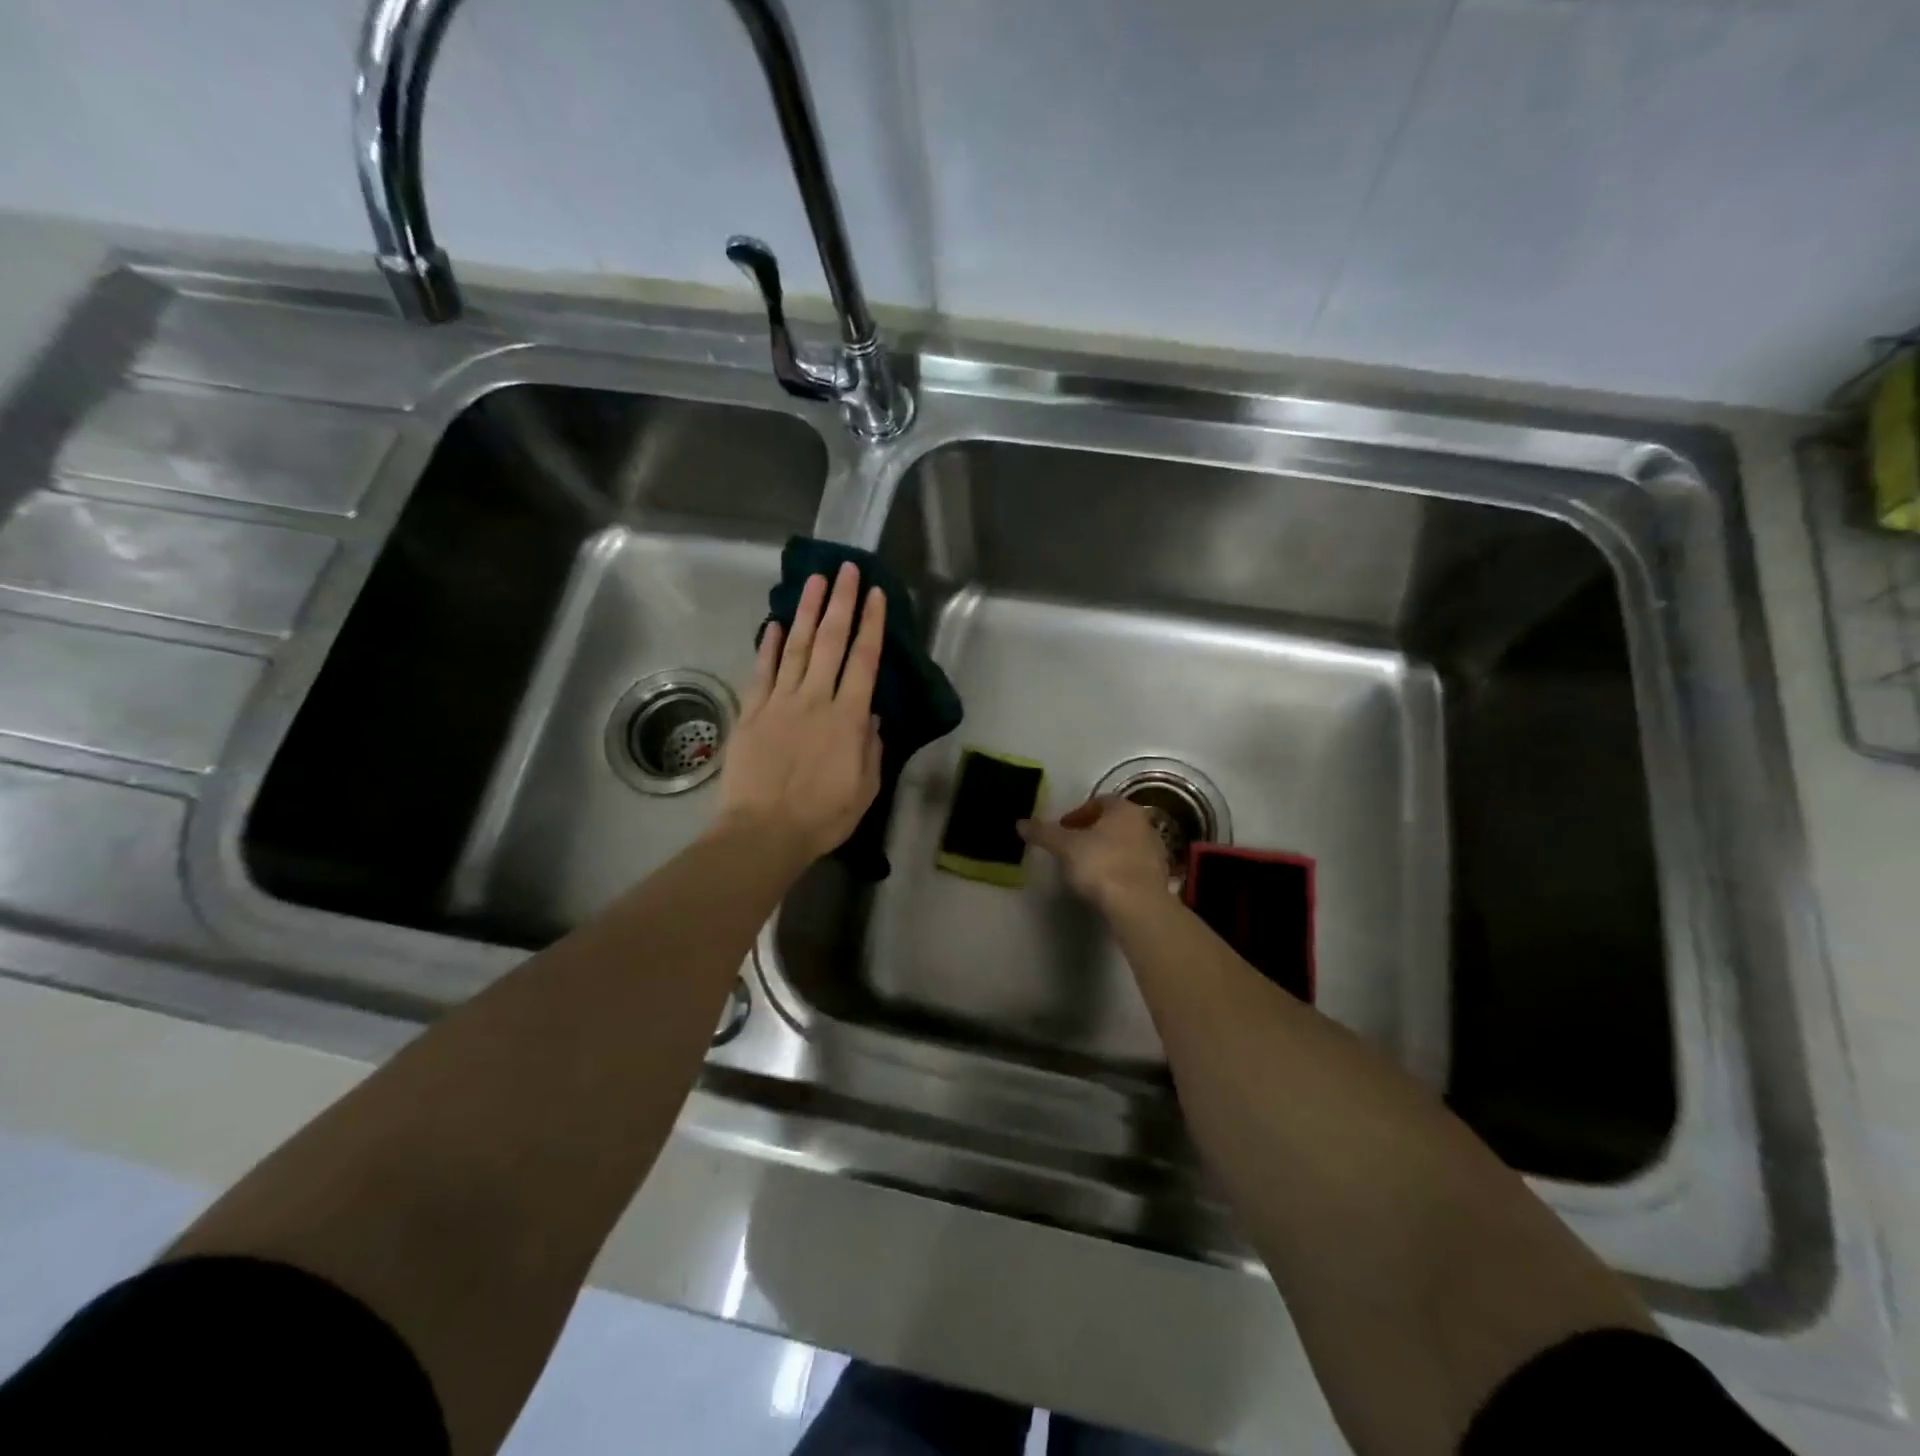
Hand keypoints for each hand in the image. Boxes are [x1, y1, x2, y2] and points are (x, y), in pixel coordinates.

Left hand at [719, 562, 885, 864]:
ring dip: (806, 611)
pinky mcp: (752, 713)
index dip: (871, 625)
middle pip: (830, 641)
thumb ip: (870, 747)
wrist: (764, 833)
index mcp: (847, 718)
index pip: (864, 660)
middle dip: (841, 602)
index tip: (876, 595)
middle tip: (846, 568)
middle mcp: (815, 699)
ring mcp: (779, 702)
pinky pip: (762, 671)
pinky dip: (769, 645)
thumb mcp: (865, 788)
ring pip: (796, 647)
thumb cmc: (822, 816)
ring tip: (815, 580)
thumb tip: (871, 714)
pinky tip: (775, 623)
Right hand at [1018, 796, 1172, 915]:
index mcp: (1124, 809)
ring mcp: (1156, 851)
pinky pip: (1132, 865)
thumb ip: (1044, 833)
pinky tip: (1104, 884)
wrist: (1138, 906)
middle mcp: (1144, 824)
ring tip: (1085, 868)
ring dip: (1105, 850)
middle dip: (1091, 832)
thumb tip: (1021, 823)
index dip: (1077, 813)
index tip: (1062, 830)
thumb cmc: (1101, 865)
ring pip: (1124, 843)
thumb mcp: (1065, 847)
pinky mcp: (1159, 876)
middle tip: (1070, 847)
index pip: (1098, 802)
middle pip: (1112, 822)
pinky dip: (1118, 869)